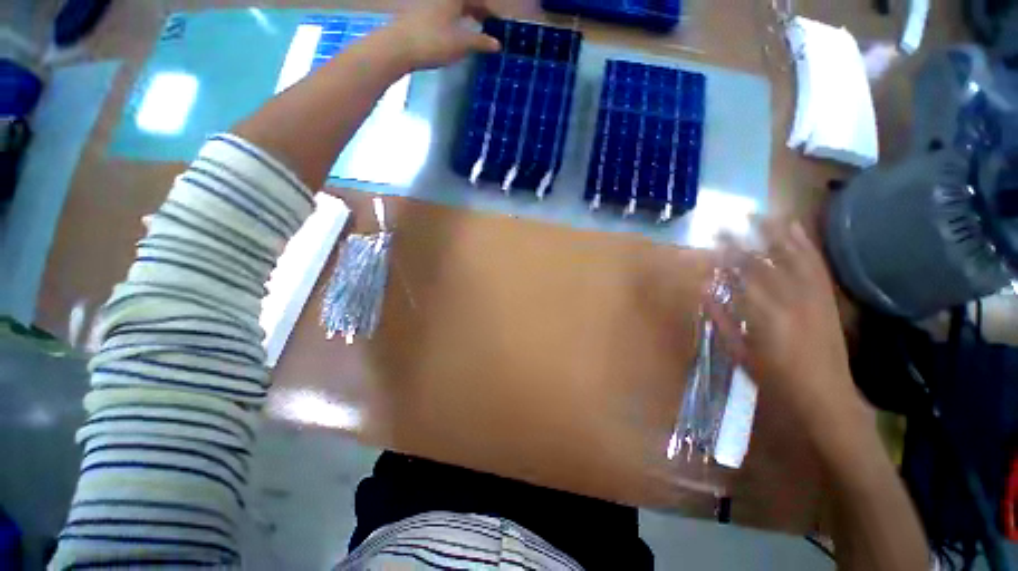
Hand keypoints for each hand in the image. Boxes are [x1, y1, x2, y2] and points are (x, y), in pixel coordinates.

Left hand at [386, 0, 500, 70]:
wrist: (398, 47)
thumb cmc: (433, 42)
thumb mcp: (462, 44)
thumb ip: (481, 42)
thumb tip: (497, 44)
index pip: (478, 0)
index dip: (490, 11)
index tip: (499, 24)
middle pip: (465, 1)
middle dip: (479, 10)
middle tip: (489, 25)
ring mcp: (429, 4)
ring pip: (454, 6)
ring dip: (467, 15)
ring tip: (476, 30)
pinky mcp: (420, 15)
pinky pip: (444, 13)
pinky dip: (455, 20)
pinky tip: (457, 33)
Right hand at [707, 220, 865, 434]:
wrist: (826, 395)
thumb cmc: (775, 378)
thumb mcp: (739, 352)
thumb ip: (720, 318)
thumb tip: (703, 290)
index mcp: (765, 317)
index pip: (740, 278)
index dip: (726, 257)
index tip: (712, 241)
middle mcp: (791, 301)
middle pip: (764, 264)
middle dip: (744, 241)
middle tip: (727, 223)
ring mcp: (814, 297)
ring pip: (793, 258)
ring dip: (776, 234)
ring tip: (761, 214)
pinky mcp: (827, 298)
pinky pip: (816, 266)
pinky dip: (806, 244)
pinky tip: (797, 228)